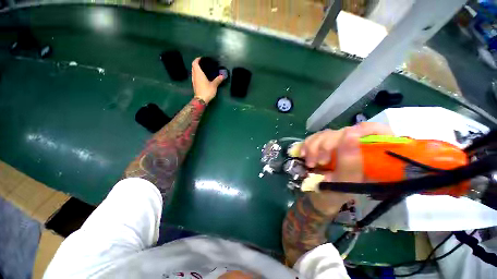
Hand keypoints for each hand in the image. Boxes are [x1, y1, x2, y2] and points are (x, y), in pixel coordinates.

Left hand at [191, 57, 223, 103]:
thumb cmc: (207, 91)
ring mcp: (193, 80)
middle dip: (197, 64)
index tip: (202, 58)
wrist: (201, 100)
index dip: (197, 59)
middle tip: (204, 64)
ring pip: (193, 71)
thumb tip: (222, 76)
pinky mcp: (194, 84)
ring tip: (204, 70)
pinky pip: (195, 76)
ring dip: (197, 69)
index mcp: (198, 73)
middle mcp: (194, 75)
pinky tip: (203, 77)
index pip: (195, 63)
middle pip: (193, 66)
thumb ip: (218, 80)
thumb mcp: (214, 85)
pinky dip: (197, 74)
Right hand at [300, 123, 392, 214]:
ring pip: (326, 134)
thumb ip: (349, 162)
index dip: (363, 130)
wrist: (317, 196)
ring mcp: (337, 144)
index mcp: (371, 157)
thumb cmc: (335, 195)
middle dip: (327, 145)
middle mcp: (355, 147)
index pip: (376, 131)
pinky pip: (313, 137)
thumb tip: (351, 133)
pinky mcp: (322, 144)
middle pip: (344, 131)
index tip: (347, 138)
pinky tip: (303, 156)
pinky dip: (306, 145)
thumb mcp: (344, 183)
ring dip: (313, 148)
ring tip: (310, 164)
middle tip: (320, 162)